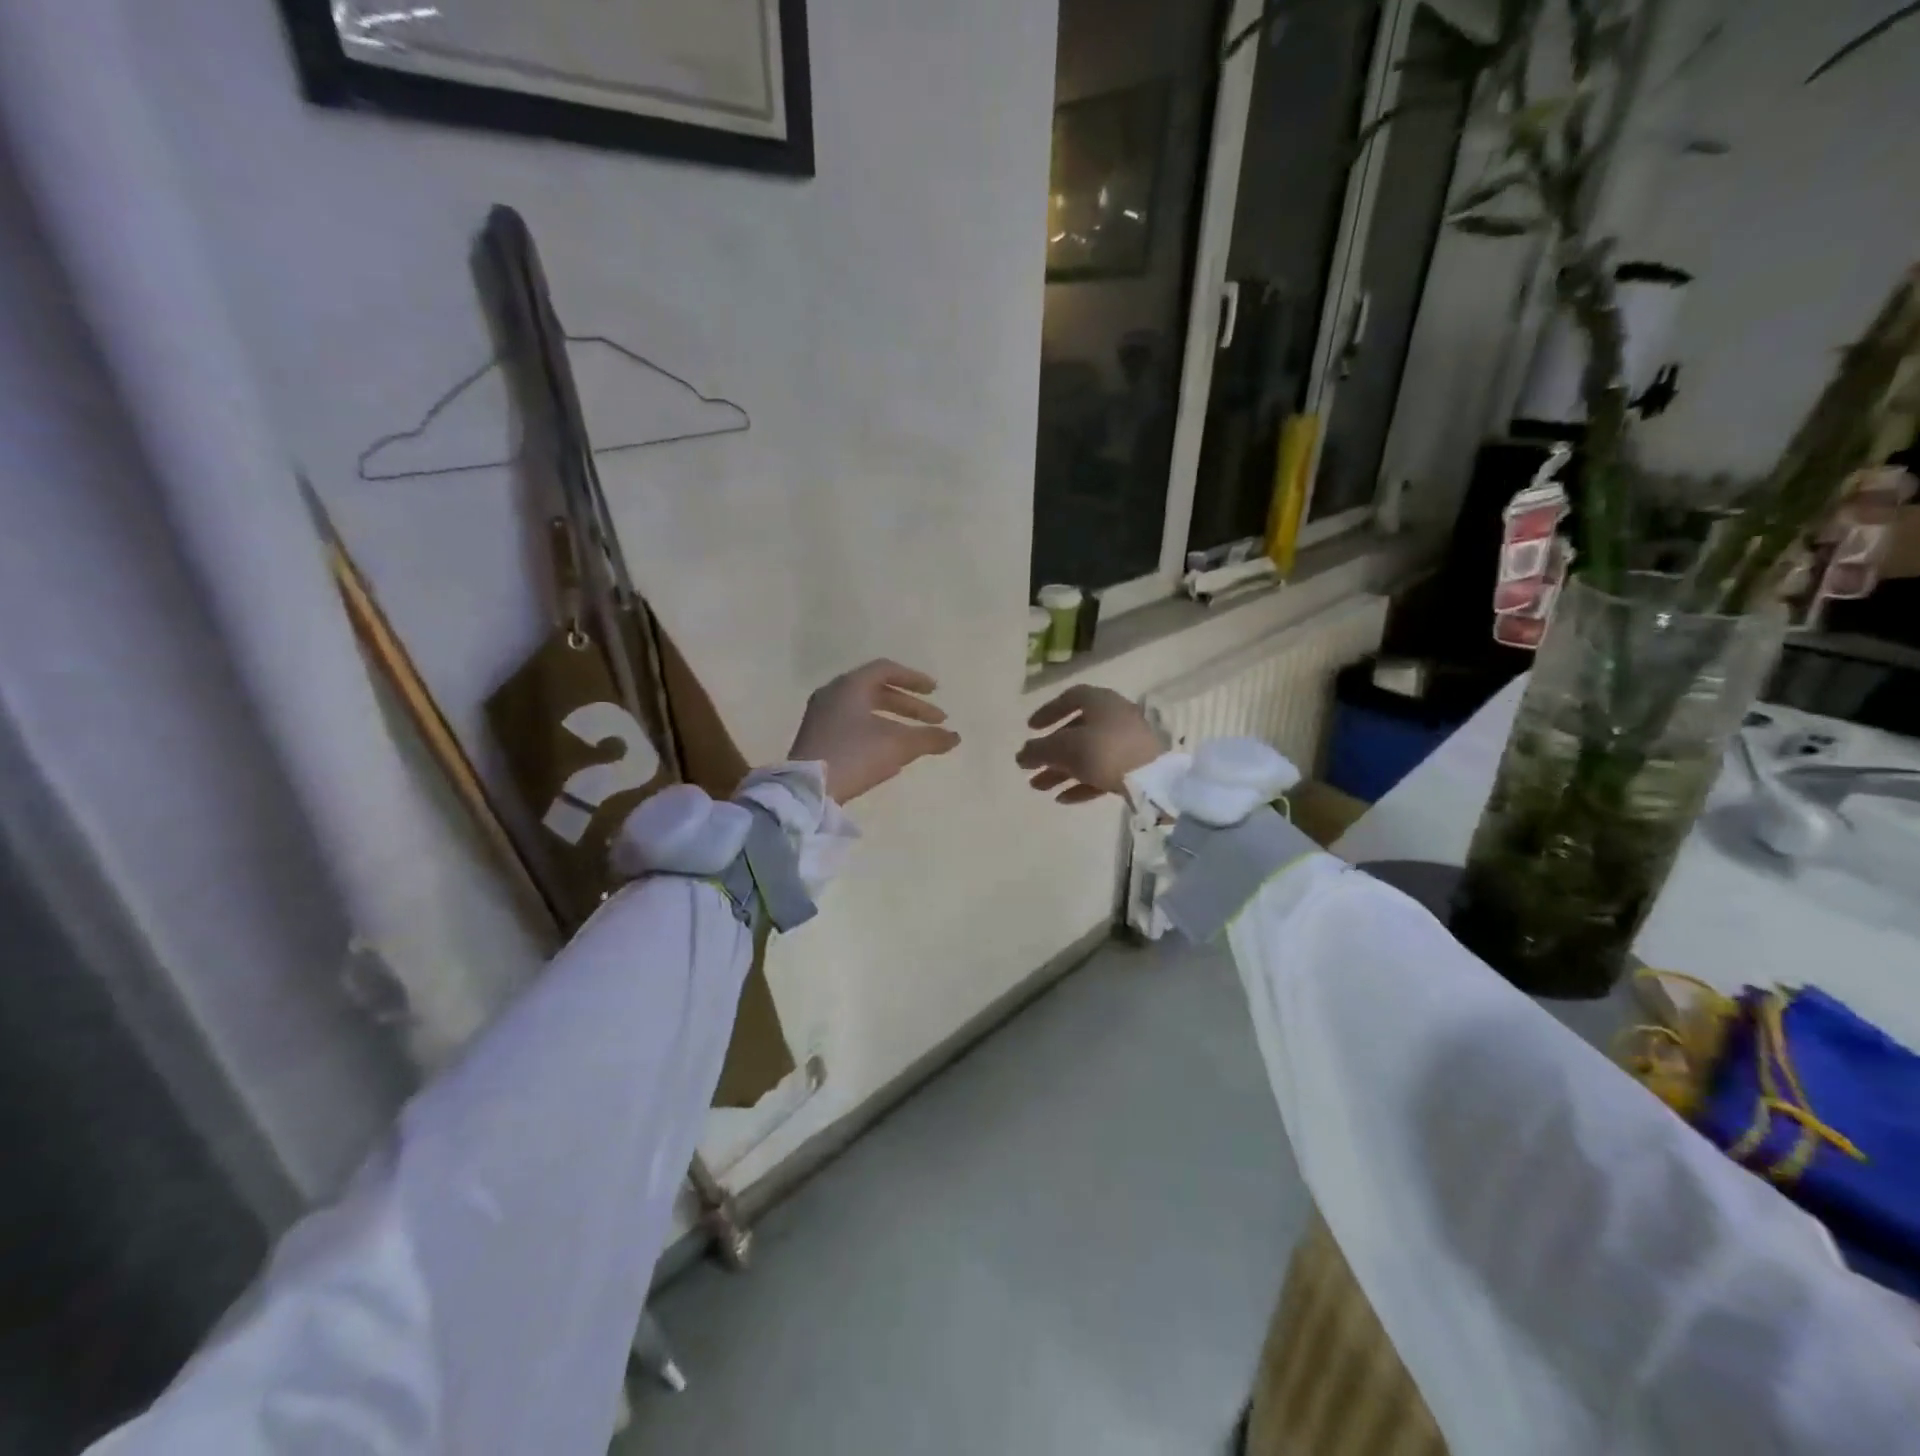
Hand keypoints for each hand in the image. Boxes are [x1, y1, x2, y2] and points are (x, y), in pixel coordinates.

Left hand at [788, 659, 960, 803]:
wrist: (808, 789)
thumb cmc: (855, 755)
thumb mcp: (898, 746)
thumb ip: (929, 738)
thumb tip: (955, 737)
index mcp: (850, 685)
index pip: (886, 670)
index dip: (914, 679)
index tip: (935, 692)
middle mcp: (833, 694)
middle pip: (877, 690)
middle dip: (909, 706)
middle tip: (936, 720)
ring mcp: (821, 716)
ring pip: (865, 709)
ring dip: (895, 720)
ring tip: (917, 738)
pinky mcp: (817, 737)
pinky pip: (853, 724)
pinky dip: (876, 730)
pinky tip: (890, 753)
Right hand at [1016, 685, 1163, 803]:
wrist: (1151, 779)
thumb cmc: (1103, 751)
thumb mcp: (1064, 748)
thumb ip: (1039, 750)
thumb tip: (1021, 755)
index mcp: (1100, 701)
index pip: (1070, 698)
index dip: (1048, 711)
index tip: (1030, 729)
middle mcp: (1115, 717)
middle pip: (1076, 731)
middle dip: (1051, 751)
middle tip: (1030, 766)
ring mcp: (1127, 743)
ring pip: (1087, 754)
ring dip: (1061, 770)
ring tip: (1038, 787)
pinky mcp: (1135, 767)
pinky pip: (1102, 771)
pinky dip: (1082, 782)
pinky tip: (1063, 799)